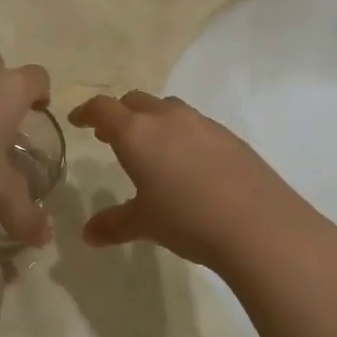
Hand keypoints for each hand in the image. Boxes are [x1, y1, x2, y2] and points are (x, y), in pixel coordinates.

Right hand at [67, 91, 328, 274]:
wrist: (257, 223)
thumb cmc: (187, 219)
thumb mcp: (144, 223)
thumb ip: (113, 224)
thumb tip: (88, 235)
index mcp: (137, 133)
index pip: (103, 109)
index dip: (87, 112)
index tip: (79, 120)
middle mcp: (167, 118)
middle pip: (136, 101)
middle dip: (120, 114)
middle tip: (111, 136)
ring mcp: (202, 123)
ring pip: (168, 109)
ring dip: (153, 120)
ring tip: (151, 148)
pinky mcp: (229, 136)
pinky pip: (196, 125)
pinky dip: (182, 134)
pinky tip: (189, 163)